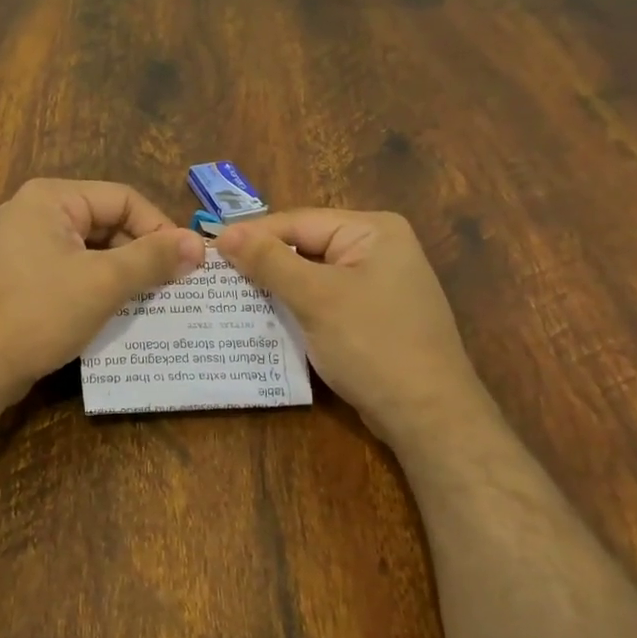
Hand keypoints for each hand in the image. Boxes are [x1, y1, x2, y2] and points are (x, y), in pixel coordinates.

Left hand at [0, 179, 204, 406]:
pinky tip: (116, 312)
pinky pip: (70, 270)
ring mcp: (23, 245)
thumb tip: (197, 244)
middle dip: (141, 253)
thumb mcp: (103, 283)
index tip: (187, 265)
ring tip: (152, 301)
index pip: (123, 199)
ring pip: (90, 249)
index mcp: (51, 198)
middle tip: (173, 286)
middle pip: (106, 222)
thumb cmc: (38, 314)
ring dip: (122, 273)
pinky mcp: (20, 277)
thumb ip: (152, 259)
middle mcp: (34, 212)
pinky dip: (97, 286)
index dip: (160, 229)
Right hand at [216, 209, 483, 443]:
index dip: (252, 235)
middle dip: (262, 263)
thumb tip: (224, 234)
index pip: (298, 221)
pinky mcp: (371, 315)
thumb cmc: (373, 345)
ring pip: (311, 275)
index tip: (207, 249)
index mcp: (373, 230)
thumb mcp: (316, 299)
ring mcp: (377, 283)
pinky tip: (264, 319)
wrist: (429, 416)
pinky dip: (295, 307)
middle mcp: (378, 248)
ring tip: (228, 296)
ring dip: (275, 287)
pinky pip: (323, 300)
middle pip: (305, 246)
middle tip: (213, 275)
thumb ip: (269, 262)